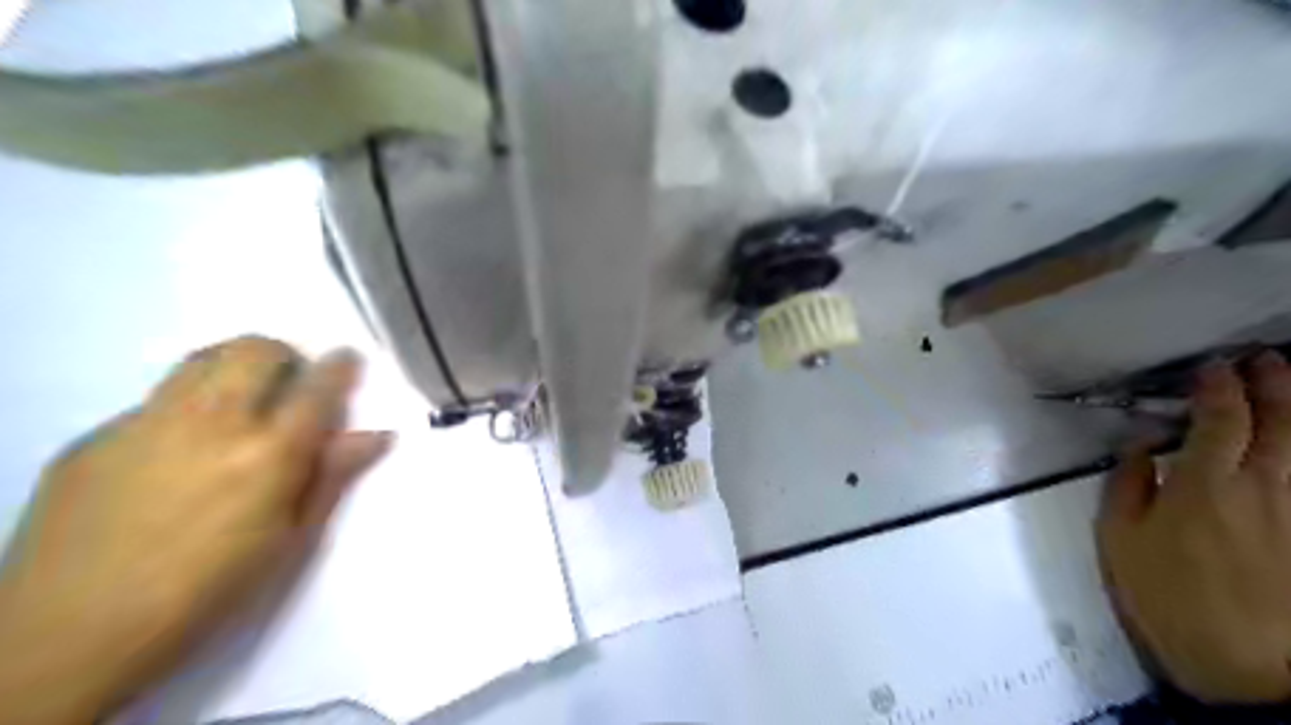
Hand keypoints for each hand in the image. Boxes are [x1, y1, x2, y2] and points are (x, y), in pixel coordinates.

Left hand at [1, 338, 393, 720]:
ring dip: (235, 366)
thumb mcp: (290, 540)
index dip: (339, 365)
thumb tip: (377, 434)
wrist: (68, 636)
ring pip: (202, 360)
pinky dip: (186, 408)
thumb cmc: (208, 592)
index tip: (346, 358)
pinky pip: (154, 401)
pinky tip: (176, 454)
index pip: (317, 387)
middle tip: (289, 385)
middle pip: (254, 350)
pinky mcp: (95, 438)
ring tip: (240, 403)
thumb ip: (332, 475)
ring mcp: (145, 425)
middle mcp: (211, 424)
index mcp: (268, 455)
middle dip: (284, 356)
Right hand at [1097, 354, 1290, 704]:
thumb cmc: (1166, 594)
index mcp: (1204, 485)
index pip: (1220, 420)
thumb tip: (1139, 446)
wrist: (1244, 663)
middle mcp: (1261, 487)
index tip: (1211, 368)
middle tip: (1264, 359)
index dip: (1218, 388)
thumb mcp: (1120, 538)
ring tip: (1290, 383)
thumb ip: (1128, 485)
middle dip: (1273, 384)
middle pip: (1279, 422)